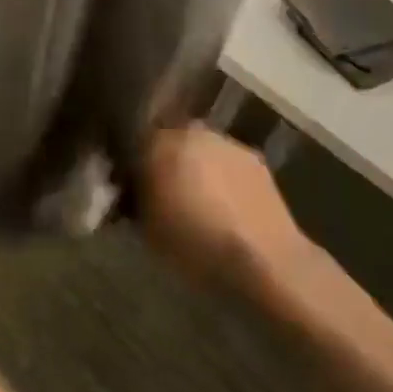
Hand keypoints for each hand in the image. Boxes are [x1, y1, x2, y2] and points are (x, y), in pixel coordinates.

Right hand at [138, 125, 320, 293]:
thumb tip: (130, 191)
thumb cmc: (195, 244)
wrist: (264, 259)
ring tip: (196, 199)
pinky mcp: (255, 158)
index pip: (133, 143)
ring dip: (194, 166)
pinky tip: (224, 203)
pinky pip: (226, 163)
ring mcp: (227, 142)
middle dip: (163, 161)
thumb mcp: (147, 229)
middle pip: (168, 141)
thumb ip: (134, 200)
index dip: (129, 165)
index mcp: (159, 143)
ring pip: (200, 149)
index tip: (128, 187)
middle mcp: (192, 132)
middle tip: (161, 191)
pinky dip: (221, 176)